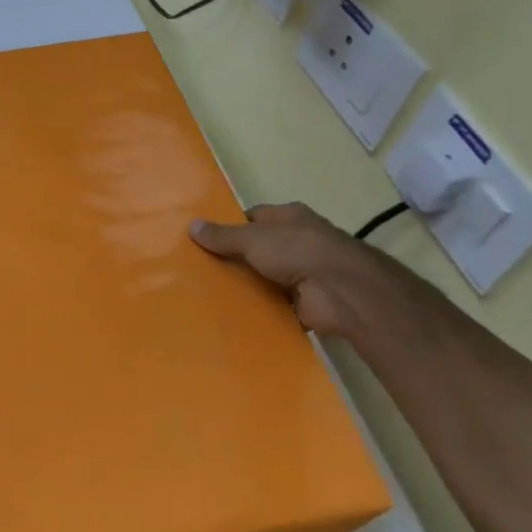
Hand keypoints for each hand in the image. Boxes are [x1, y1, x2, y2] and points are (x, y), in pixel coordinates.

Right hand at [190, 202, 392, 339]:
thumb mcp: (252, 238)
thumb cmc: (296, 250)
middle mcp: (298, 241)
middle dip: (234, 259)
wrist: (340, 290)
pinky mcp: (304, 301)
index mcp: (289, 217)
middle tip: (201, 270)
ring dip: (246, 286)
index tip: (205, 241)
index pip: (253, 217)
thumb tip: (191, 225)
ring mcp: (303, 272)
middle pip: (258, 249)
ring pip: (265, 277)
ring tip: (209, 294)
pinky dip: (259, 309)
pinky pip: (274, 304)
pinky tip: (233, 314)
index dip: (230, 227)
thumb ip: (222, 235)